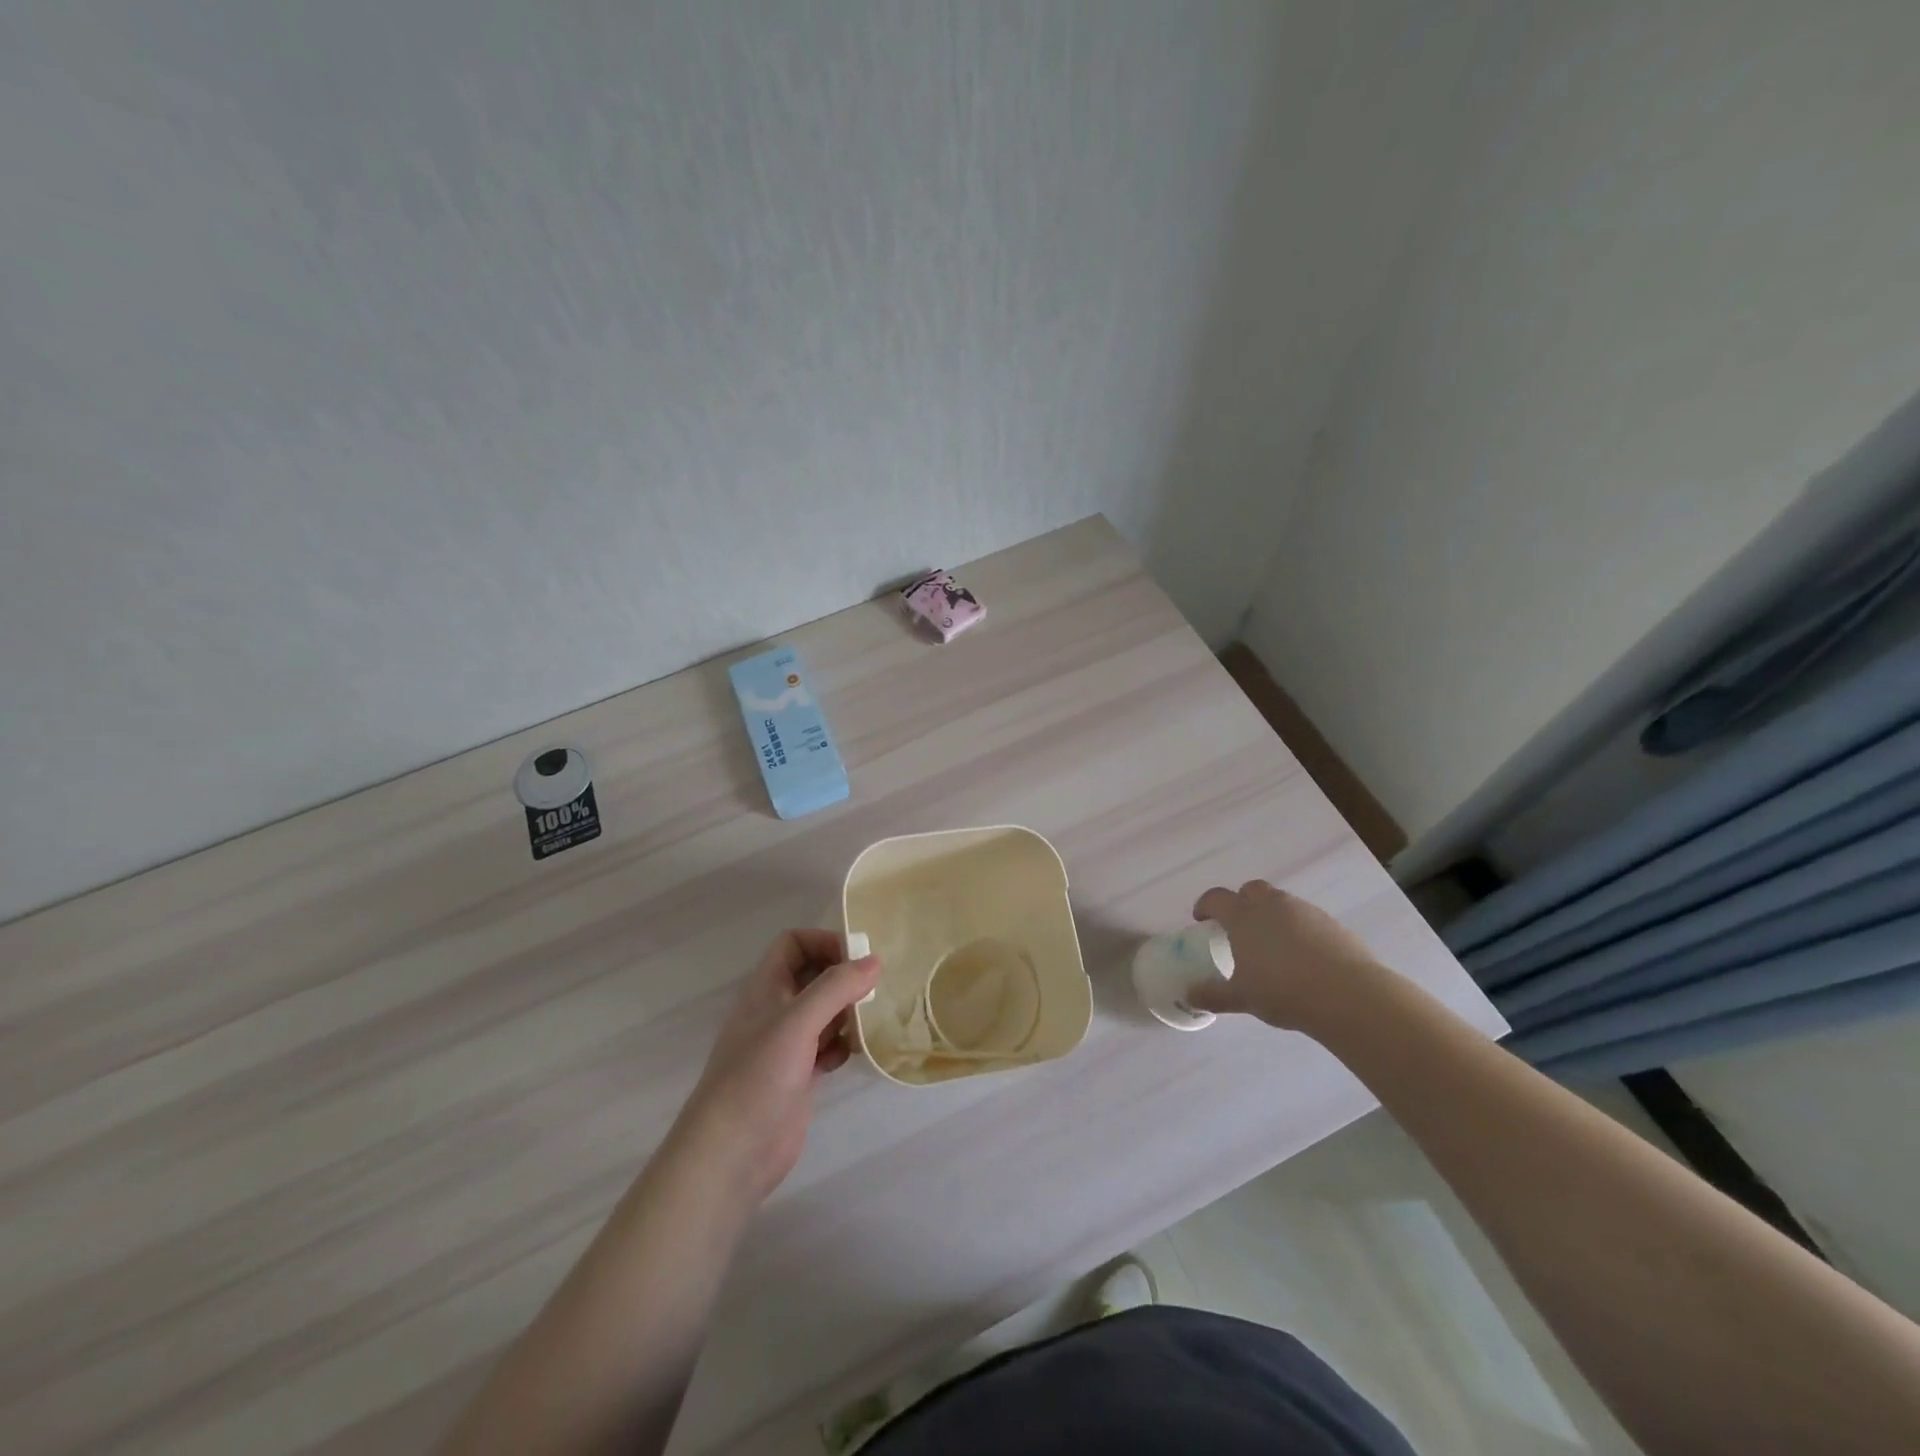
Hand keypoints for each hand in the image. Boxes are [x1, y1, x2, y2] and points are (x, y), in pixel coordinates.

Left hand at [671, 929, 881, 1205]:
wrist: (731, 1154)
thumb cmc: (758, 1077)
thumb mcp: (797, 1023)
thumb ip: (835, 988)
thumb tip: (874, 961)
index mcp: (766, 988)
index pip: (793, 944)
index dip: (823, 942)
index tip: (857, 959)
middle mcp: (775, 1011)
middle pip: (813, 976)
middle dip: (842, 978)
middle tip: (873, 990)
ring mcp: (786, 1045)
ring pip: (823, 1012)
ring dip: (847, 1012)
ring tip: (868, 1022)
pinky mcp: (798, 1076)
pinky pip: (827, 1046)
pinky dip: (842, 1045)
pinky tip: (853, 1055)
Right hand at [1185, 880, 1384, 1031]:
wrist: (1348, 995)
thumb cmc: (1283, 991)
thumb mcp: (1242, 998)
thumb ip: (1214, 995)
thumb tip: (1190, 995)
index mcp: (1243, 916)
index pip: (1216, 898)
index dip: (1206, 906)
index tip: (1202, 920)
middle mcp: (1272, 905)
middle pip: (1251, 890)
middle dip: (1241, 902)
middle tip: (1239, 928)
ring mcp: (1305, 911)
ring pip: (1281, 902)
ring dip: (1272, 915)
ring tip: (1272, 946)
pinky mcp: (1332, 923)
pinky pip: (1307, 918)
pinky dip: (1298, 930)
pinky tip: (1303, 957)